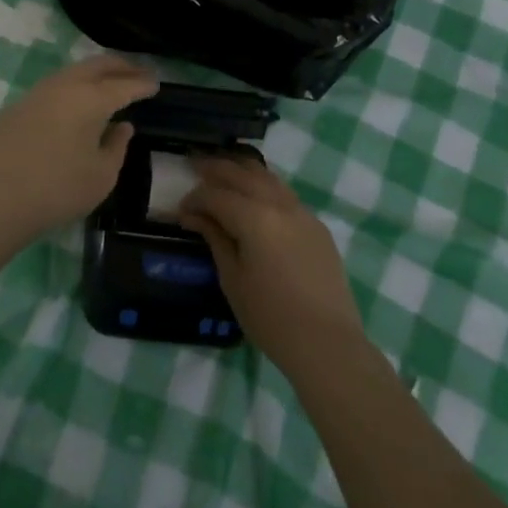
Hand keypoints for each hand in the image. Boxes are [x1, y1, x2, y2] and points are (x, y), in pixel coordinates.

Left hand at [0, 56, 158, 245]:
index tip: (155, 84)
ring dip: (94, 74)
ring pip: (72, 72)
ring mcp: (36, 93)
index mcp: (91, 99)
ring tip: (108, 84)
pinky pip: (53, 88)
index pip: (124, 85)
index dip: (143, 84)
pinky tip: (73, 105)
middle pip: (98, 66)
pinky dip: (71, 88)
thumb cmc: (58, 190)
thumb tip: (121, 126)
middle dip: (121, 67)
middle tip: (138, 73)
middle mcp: (64, 86)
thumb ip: (117, 146)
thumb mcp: (101, 176)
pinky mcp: (17, 107)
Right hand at [178, 157, 366, 374]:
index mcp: (254, 217)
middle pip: (242, 173)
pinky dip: (263, 185)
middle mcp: (279, 204)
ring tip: (222, 172)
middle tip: (194, 164)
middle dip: (215, 168)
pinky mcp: (316, 225)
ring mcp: (302, 212)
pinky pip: (284, 193)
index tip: (180, 211)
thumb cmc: (270, 317)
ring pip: (267, 176)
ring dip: (241, 170)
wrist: (326, 342)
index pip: (216, 195)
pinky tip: (254, 195)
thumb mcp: (232, 279)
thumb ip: (214, 238)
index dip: (194, 199)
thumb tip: (194, 215)